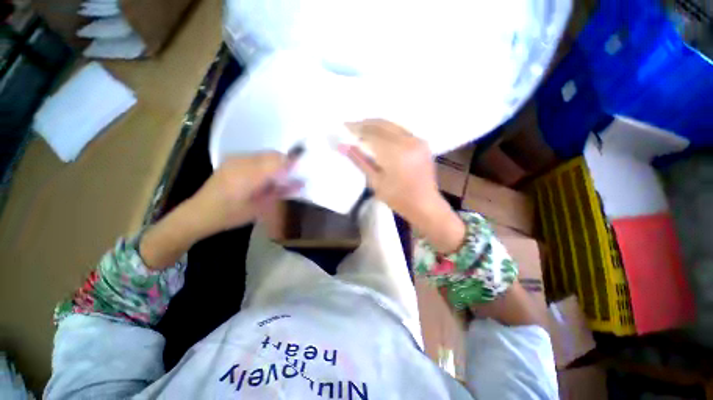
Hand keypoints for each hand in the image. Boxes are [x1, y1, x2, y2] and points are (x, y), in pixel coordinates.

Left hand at [139, 152, 299, 268]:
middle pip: (273, 154)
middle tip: (290, 178)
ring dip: (275, 163)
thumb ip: (282, 192)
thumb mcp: (261, 207)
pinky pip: (256, 157)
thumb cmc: (232, 215)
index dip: (293, 163)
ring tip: (277, 179)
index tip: (302, 170)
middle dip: (285, 163)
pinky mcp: (232, 160)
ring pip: (265, 154)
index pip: (278, 161)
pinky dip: (265, 164)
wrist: (199, 213)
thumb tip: (301, 182)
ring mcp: (235, 159)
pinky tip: (263, 177)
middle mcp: (242, 162)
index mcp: (249, 175)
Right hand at [341, 119, 465, 252]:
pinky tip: (379, 135)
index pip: (372, 133)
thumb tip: (343, 146)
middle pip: (382, 124)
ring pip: (392, 125)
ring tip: (363, 130)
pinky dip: (388, 130)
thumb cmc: (397, 198)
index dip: (357, 129)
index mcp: (396, 153)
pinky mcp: (422, 143)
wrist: (424, 204)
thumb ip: (360, 161)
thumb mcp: (375, 182)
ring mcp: (417, 140)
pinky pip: (401, 130)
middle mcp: (408, 141)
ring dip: (376, 125)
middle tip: (352, 127)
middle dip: (365, 124)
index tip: (344, 127)